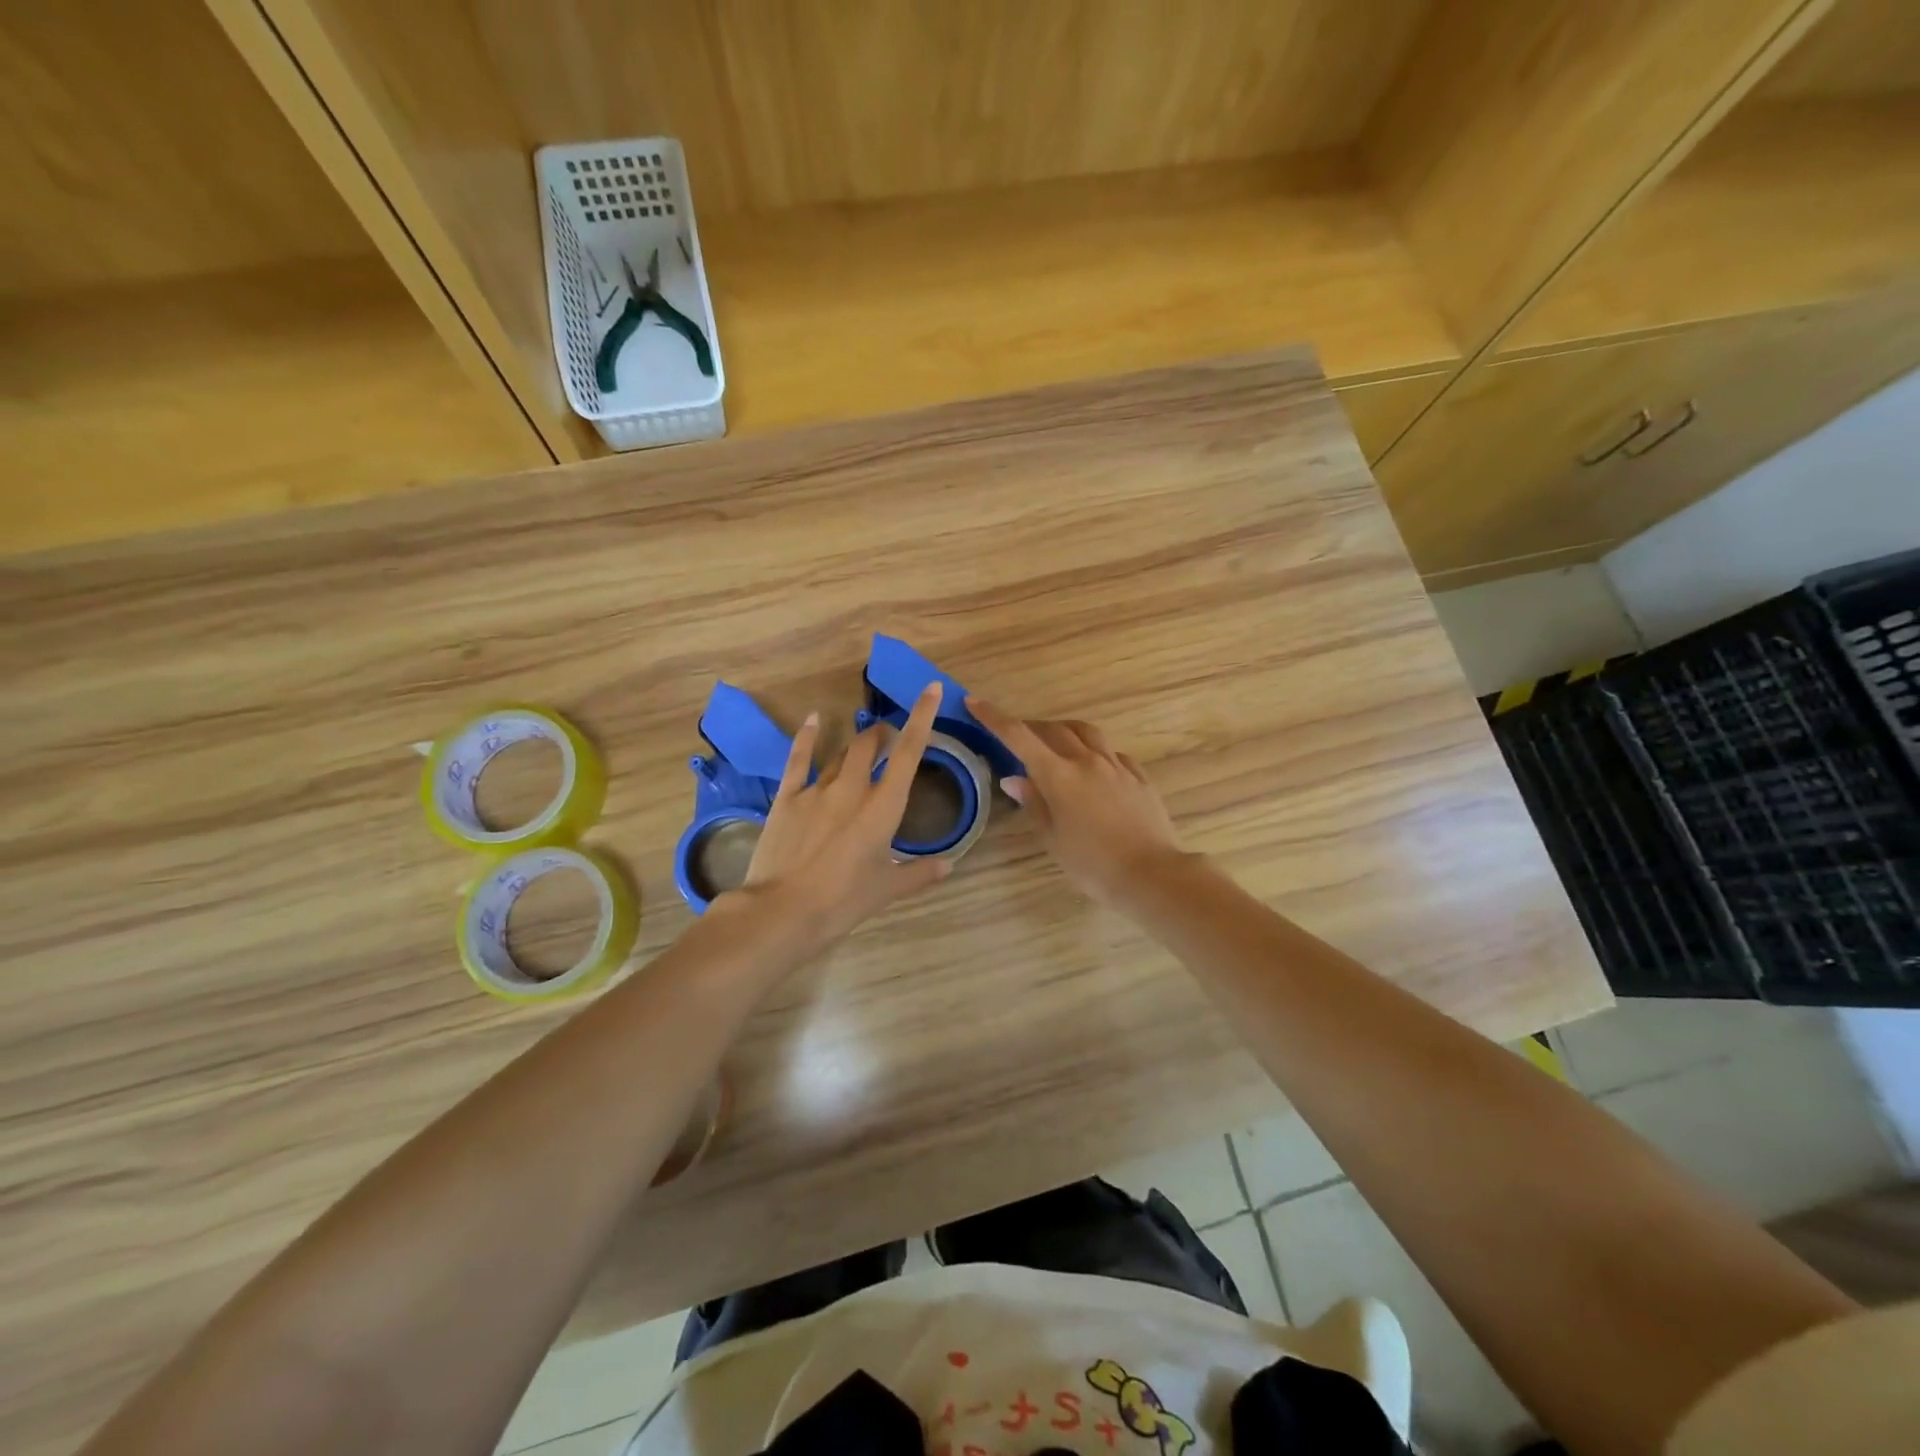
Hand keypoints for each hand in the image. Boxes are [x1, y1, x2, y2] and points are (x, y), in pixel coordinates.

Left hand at [738, 682, 951, 948]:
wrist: (783, 911)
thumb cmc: (843, 902)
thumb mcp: (887, 890)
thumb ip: (920, 873)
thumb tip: (949, 865)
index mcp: (883, 807)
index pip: (909, 753)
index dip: (922, 718)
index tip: (930, 689)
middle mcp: (853, 789)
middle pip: (871, 745)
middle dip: (883, 734)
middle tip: (890, 737)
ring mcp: (817, 790)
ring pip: (841, 753)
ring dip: (856, 742)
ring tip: (864, 740)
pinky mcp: (788, 798)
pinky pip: (799, 760)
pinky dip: (808, 738)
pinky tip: (813, 720)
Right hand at [966, 699, 1190, 905]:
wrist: (1152, 874)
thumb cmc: (1093, 864)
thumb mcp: (1053, 839)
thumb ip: (1034, 804)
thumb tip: (1013, 779)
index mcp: (1059, 776)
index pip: (1019, 737)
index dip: (994, 717)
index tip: (975, 702)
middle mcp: (1087, 761)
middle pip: (1054, 729)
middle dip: (1032, 727)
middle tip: (1018, 737)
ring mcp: (1116, 766)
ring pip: (1087, 733)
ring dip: (1065, 730)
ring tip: (1056, 743)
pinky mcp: (1138, 776)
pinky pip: (1112, 753)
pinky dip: (1095, 751)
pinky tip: (1094, 767)